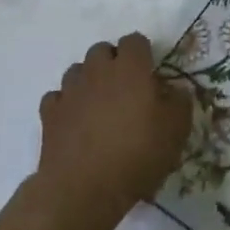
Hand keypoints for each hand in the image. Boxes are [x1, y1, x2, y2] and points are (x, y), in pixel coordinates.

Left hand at [36, 34, 190, 227]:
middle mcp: (97, 71)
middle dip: (113, 60)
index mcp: (130, 68)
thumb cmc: (138, 153)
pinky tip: (76, 119)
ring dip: (89, 79)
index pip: (134, 40)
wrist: (84, 189)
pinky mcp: (49, 115)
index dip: (143, 52)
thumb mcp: (177, 129)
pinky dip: (67, 102)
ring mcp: (70, 92)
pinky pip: (57, 96)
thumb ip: (180, 101)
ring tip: (100, 101)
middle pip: (101, 49)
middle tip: (126, 85)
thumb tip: (175, 90)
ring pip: (77, 70)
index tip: (150, 71)